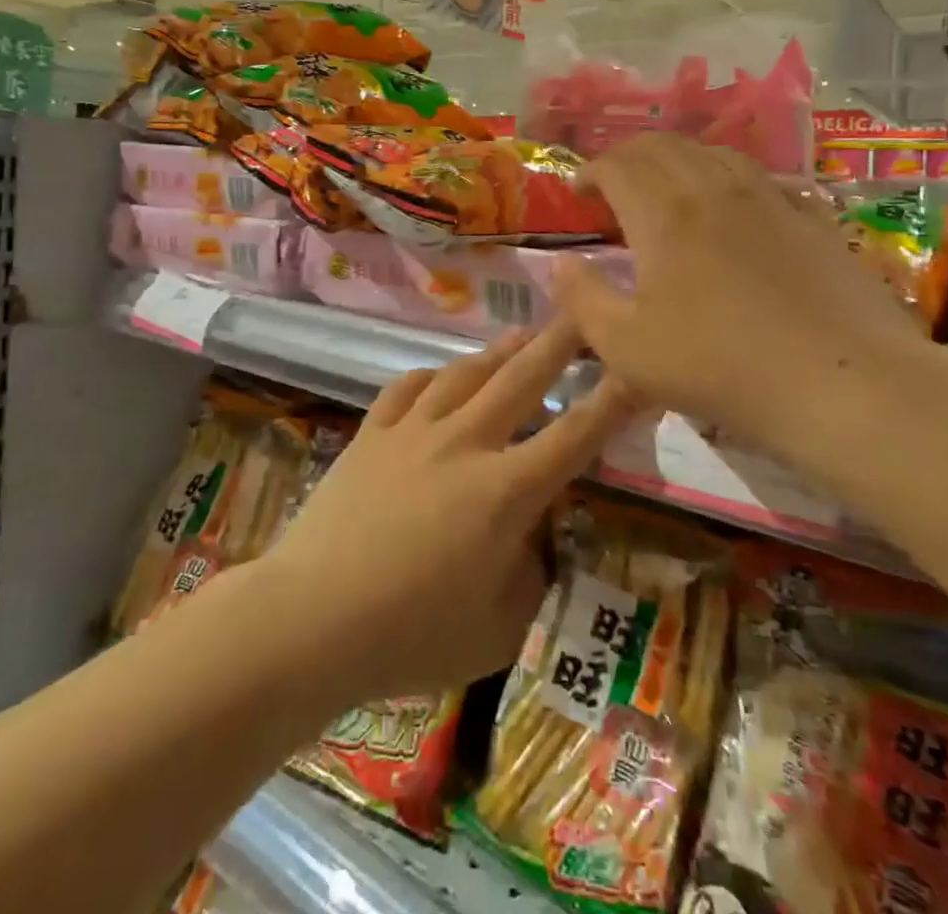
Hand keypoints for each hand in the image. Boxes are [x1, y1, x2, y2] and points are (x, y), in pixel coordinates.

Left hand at [259, 322, 630, 705]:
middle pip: (521, 380)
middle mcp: (464, 444)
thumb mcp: (498, 628)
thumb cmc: (411, 636)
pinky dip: (432, 376)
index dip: (613, 399)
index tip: (636, 366)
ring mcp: (412, 432)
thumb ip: (528, 574)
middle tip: (584, 312)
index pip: (575, 436)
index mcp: (505, 491)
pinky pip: (407, 388)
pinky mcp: (371, 434)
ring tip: (522, 334)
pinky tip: (442, 374)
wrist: (310, 618)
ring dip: (500, 350)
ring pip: (466, 373)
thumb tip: (528, 538)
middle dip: (559, 343)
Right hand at [551, 135, 939, 455]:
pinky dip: (728, 178)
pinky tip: (733, 205)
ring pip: (713, 153)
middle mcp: (714, 190)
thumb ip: (582, 299)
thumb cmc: (719, 366)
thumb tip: (560, 263)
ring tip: (667, 188)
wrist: (841, 382)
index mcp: (664, 214)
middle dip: (628, 157)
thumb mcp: (626, 347)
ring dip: (678, 160)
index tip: (578, 192)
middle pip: (663, 146)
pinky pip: (760, 178)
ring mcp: (769, 199)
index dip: (591, 171)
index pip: (618, 166)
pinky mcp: (810, 219)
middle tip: (613, 185)